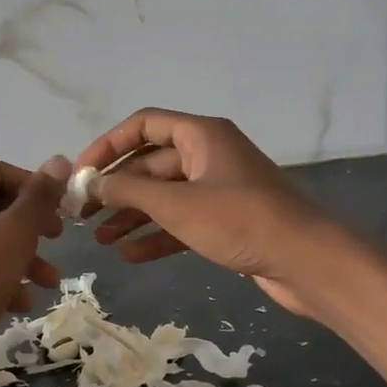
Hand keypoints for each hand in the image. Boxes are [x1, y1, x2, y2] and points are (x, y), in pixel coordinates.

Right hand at [76, 110, 341, 318]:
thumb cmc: (240, 221)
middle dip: (117, 188)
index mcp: (202, 135)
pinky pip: (182, 222)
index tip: (81, 173)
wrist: (305, 261)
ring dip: (132, 215)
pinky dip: (157, 235)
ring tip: (99, 239)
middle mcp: (209, 155)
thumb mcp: (178, 204)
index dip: (108, 145)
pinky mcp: (226, 221)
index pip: (144, 125)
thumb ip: (129, 191)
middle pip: (151, 163)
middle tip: (82, 214)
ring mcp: (219, 189)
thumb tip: (90, 184)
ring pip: (165, 196)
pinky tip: (130, 255)